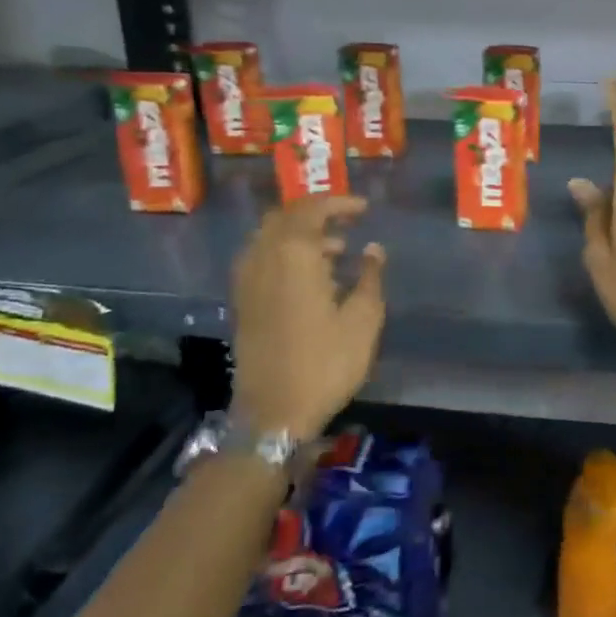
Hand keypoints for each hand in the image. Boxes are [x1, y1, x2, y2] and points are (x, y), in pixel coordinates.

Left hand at [231, 196, 385, 440]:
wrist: (272, 413)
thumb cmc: (325, 363)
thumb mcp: (362, 320)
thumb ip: (369, 277)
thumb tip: (373, 249)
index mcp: (293, 255)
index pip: (312, 209)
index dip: (339, 203)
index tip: (364, 209)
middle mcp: (263, 258)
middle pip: (285, 216)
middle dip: (316, 212)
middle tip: (347, 221)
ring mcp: (247, 280)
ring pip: (270, 236)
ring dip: (300, 233)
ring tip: (336, 250)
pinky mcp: (242, 301)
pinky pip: (261, 257)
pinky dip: (285, 252)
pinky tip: (310, 274)